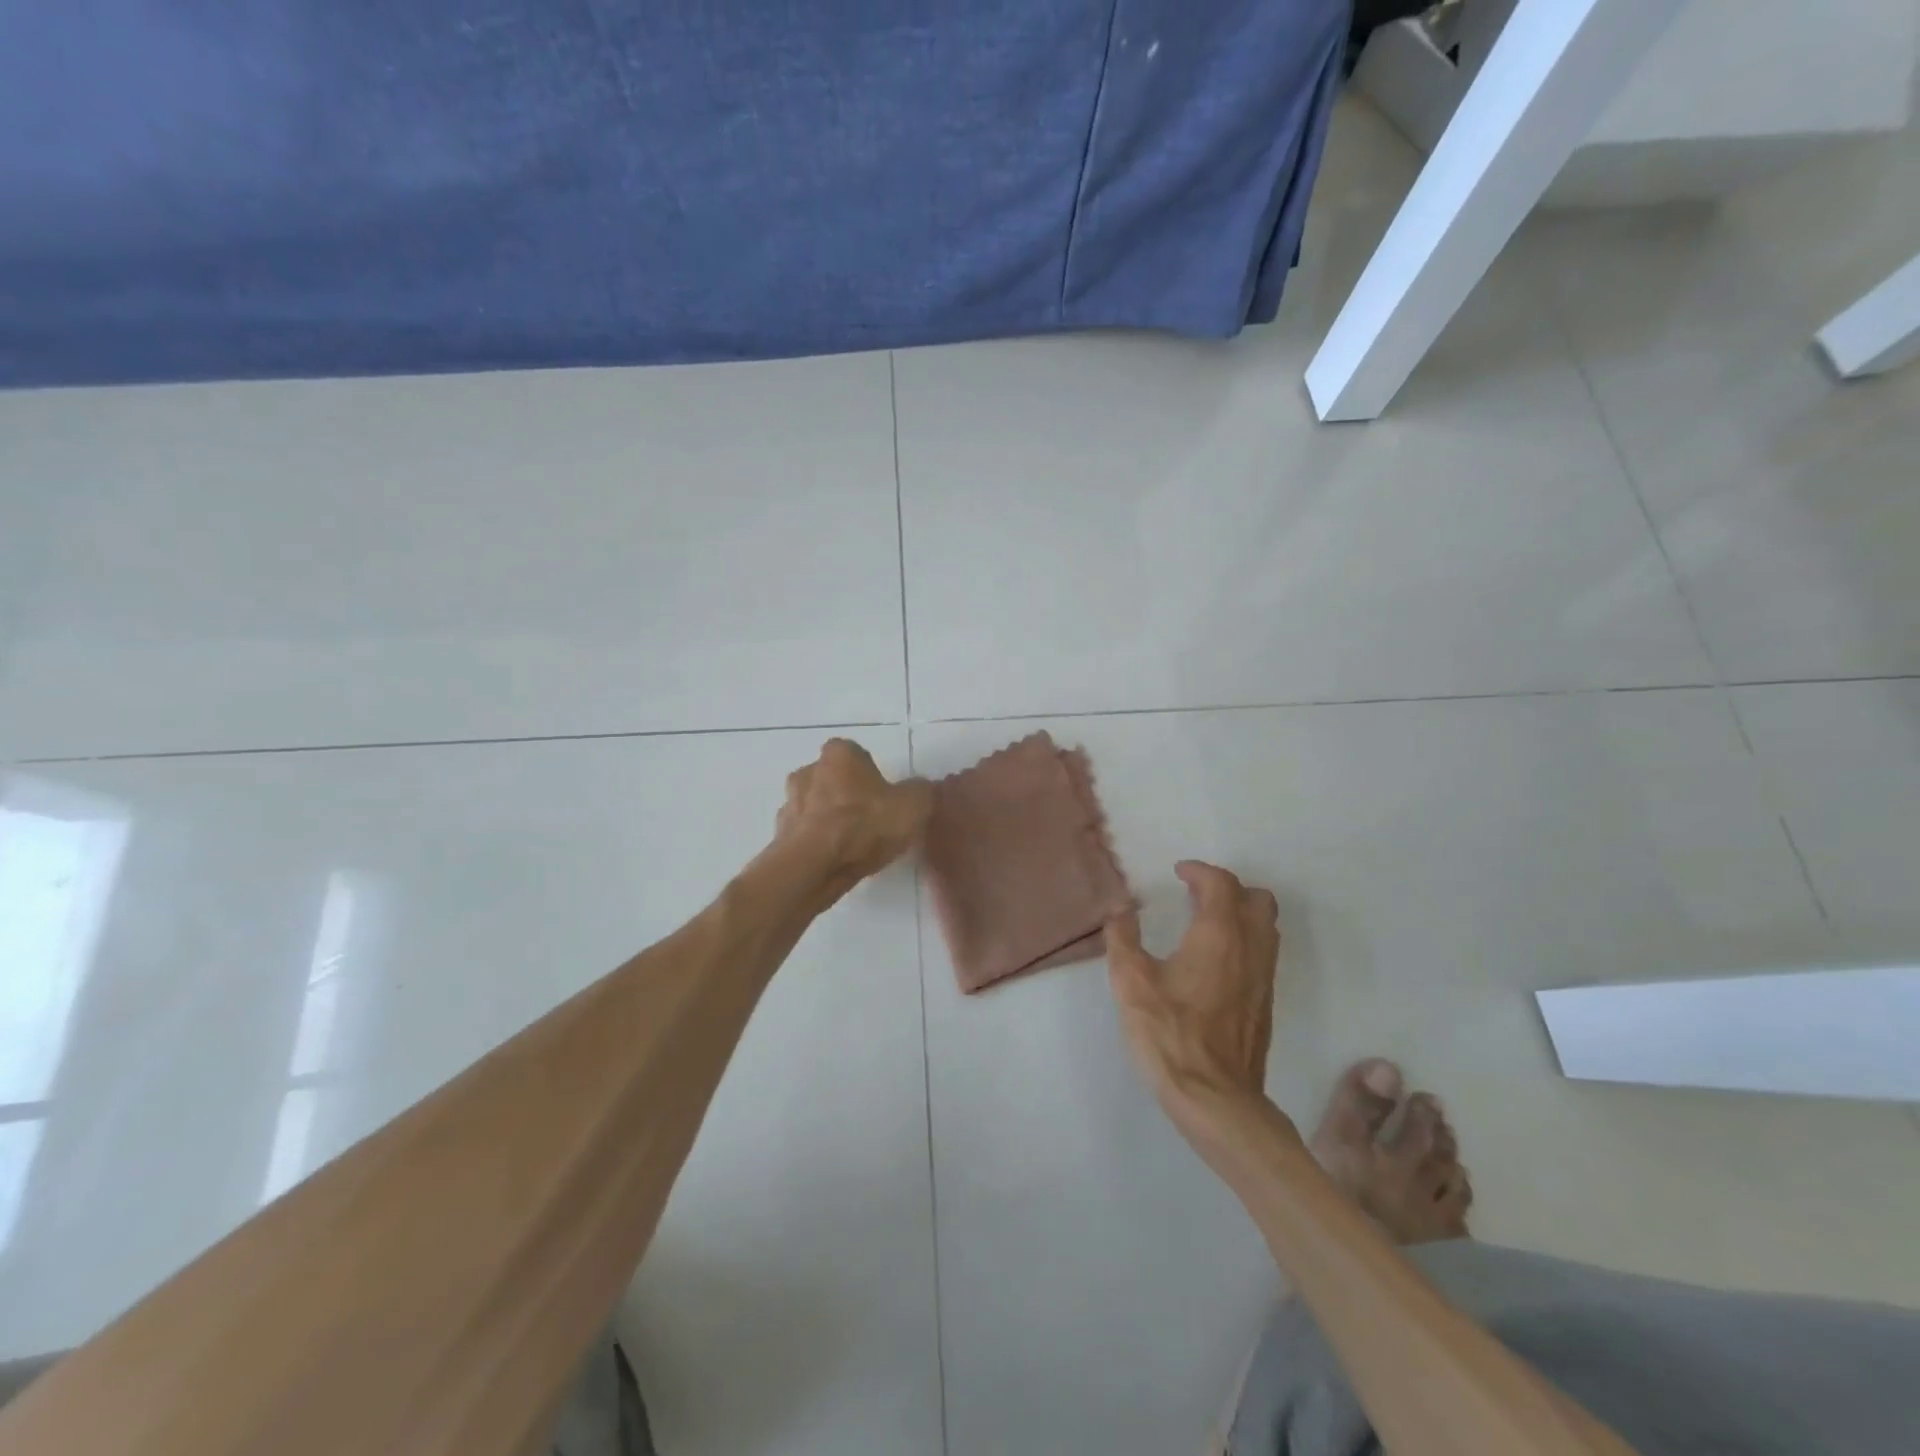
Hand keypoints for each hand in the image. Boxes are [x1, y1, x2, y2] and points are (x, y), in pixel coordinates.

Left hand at [775, 738, 933, 898]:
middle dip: (846, 795)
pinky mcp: (779, 835)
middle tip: (869, 821)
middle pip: (832, 779)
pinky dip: (816, 844)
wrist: (813, 867)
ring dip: (828, 820)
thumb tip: (920, 789)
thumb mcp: (913, 805)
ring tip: (852, 846)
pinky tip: (834, 861)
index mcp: (839, 754)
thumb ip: (921, 792)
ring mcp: (789, 803)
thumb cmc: (864, 826)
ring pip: (814, 806)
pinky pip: (803, 834)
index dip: (870, 774)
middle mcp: (808, 770)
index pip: (856, 754)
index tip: (883, 797)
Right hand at [1105, 861, 1280, 1139]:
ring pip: (1267, 927)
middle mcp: (1250, 949)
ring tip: (1206, 922)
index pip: (1221, 884)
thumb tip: (1120, 910)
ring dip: (1241, 913)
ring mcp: (1263, 979)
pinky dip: (1245, 941)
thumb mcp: (1130, 983)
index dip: (1199, 871)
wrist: (1216, 1099)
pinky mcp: (1265, 1004)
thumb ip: (1122, 939)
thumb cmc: (1169, 1035)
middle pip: (1258, 900)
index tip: (1179, 872)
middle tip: (1196, 894)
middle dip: (1229, 888)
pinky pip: (1264, 954)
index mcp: (1218, 936)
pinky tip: (1215, 961)